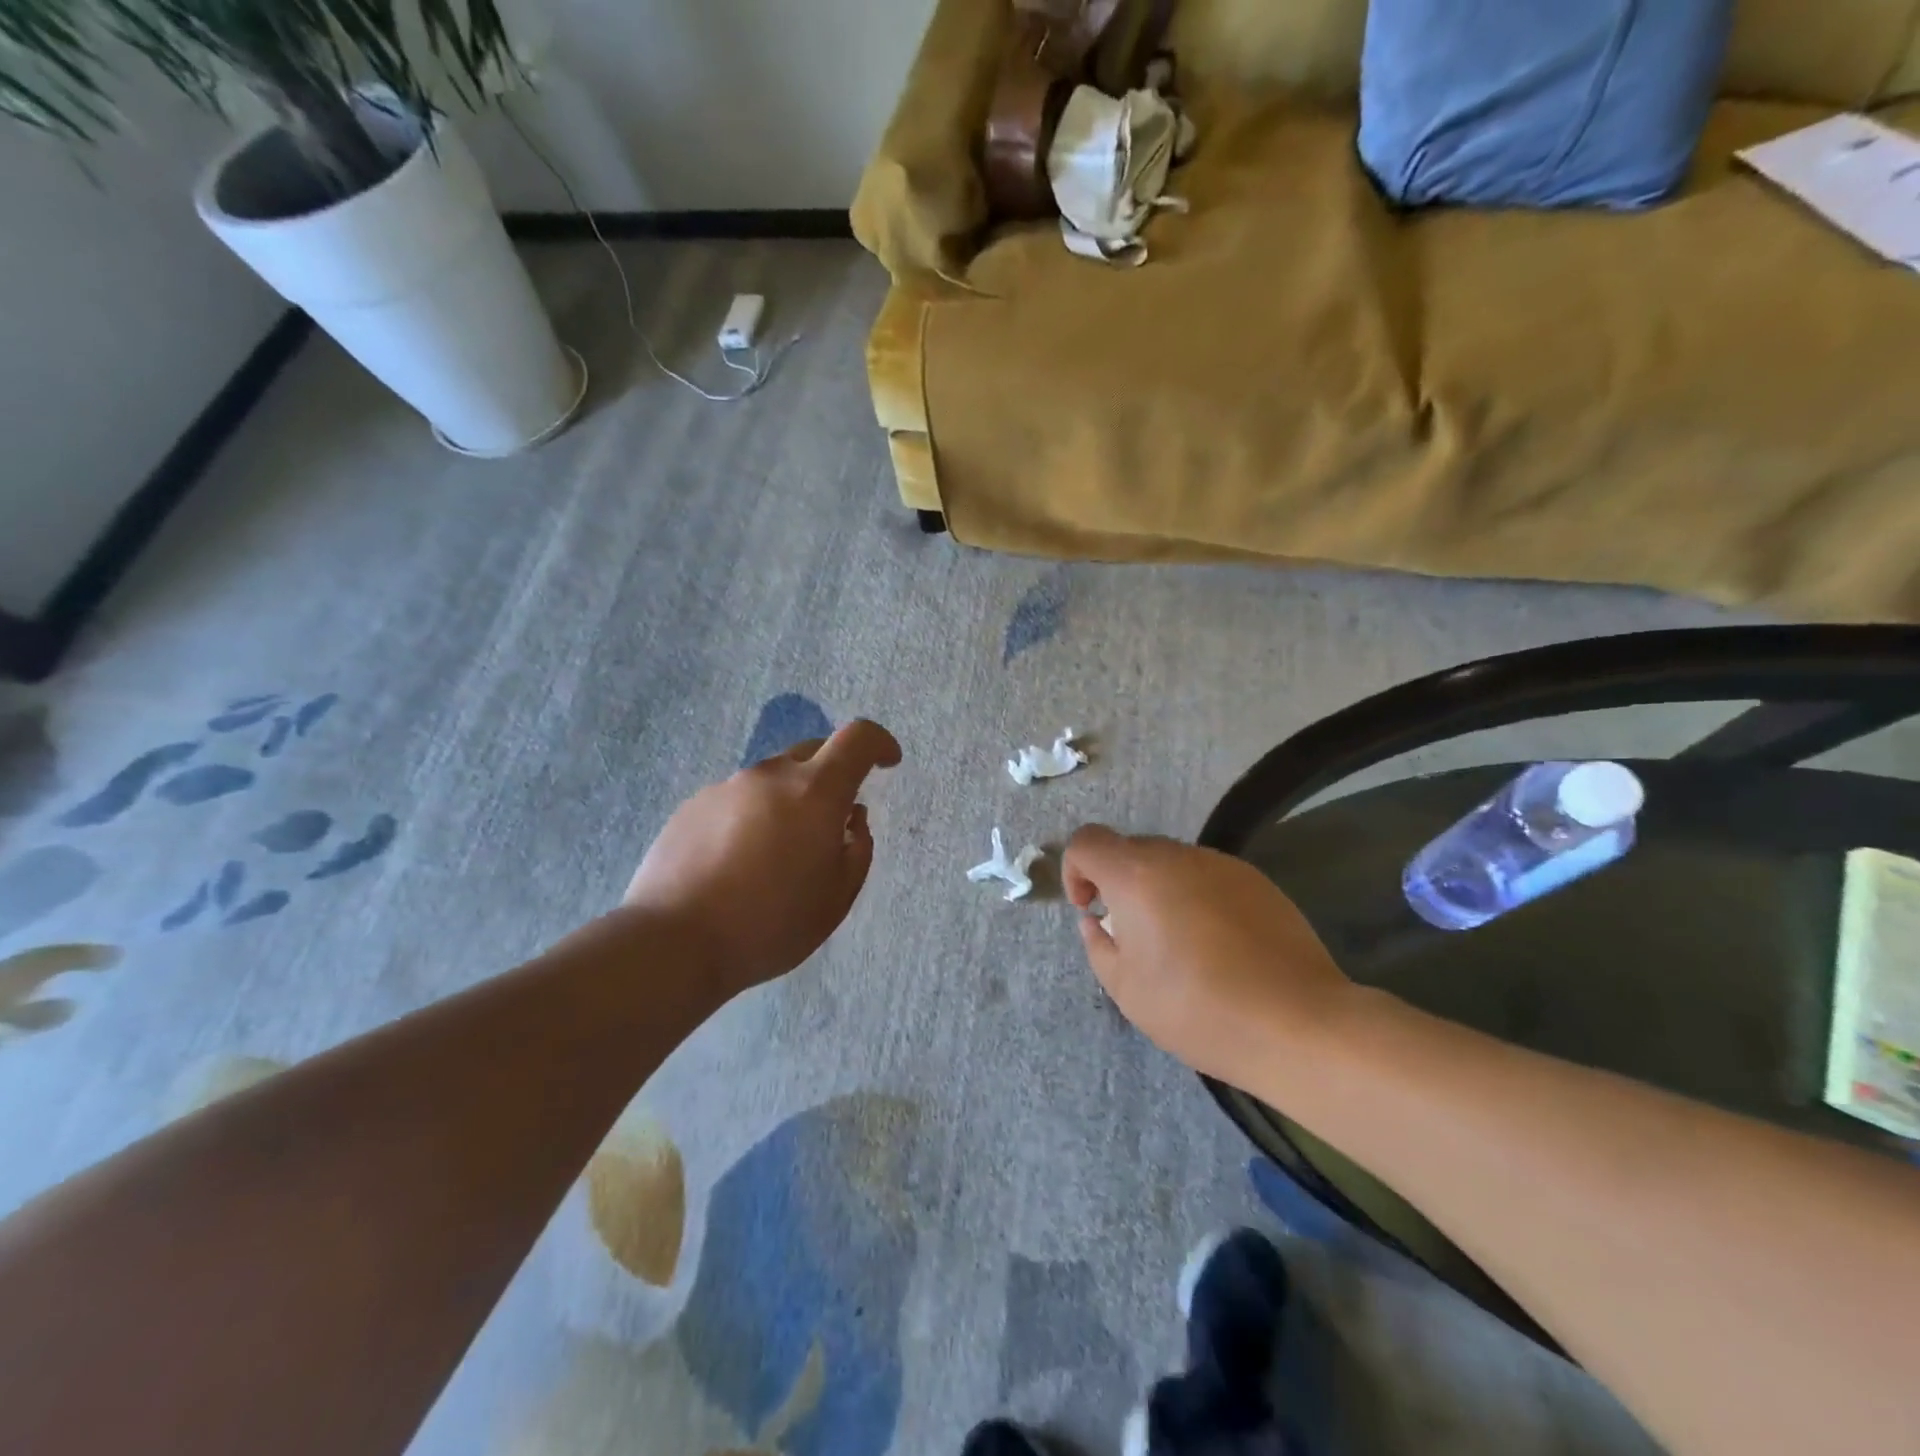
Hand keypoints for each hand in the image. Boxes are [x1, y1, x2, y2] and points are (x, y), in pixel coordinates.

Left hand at [624, 720, 901, 1001]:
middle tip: (830, 823)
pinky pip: (738, 799)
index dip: (880, 743)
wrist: (674, 942)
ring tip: (778, 854)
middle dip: (832, 775)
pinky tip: (738, 862)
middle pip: (813, 753)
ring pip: (773, 779)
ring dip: (789, 801)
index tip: (888, 762)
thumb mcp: (836, 898)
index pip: (858, 738)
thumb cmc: (770, 924)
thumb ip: (857, 849)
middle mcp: (770, 776)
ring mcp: (726, 787)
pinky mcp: (692, 805)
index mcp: (815, 792)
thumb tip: (851, 818)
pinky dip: (752, 816)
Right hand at [1061, 826, 1352, 1088]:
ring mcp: (1221, 864)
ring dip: (1159, 891)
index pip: (1087, 841)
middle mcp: (1177, 856)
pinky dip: (1197, 898)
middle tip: (1134, 935)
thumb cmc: (1198, 1008)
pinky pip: (1208, 877)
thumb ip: (1099, 945)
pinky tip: (1219, 946)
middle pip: (1130, 850)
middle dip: (1119, 884)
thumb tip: (1097, 921)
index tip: (1091, 910)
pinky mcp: (1256, 880)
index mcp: (1136, 875)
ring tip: (1180, 945)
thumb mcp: (1127, 990)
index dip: (1076, 870)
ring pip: (1171, 863)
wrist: (1298, 1022)